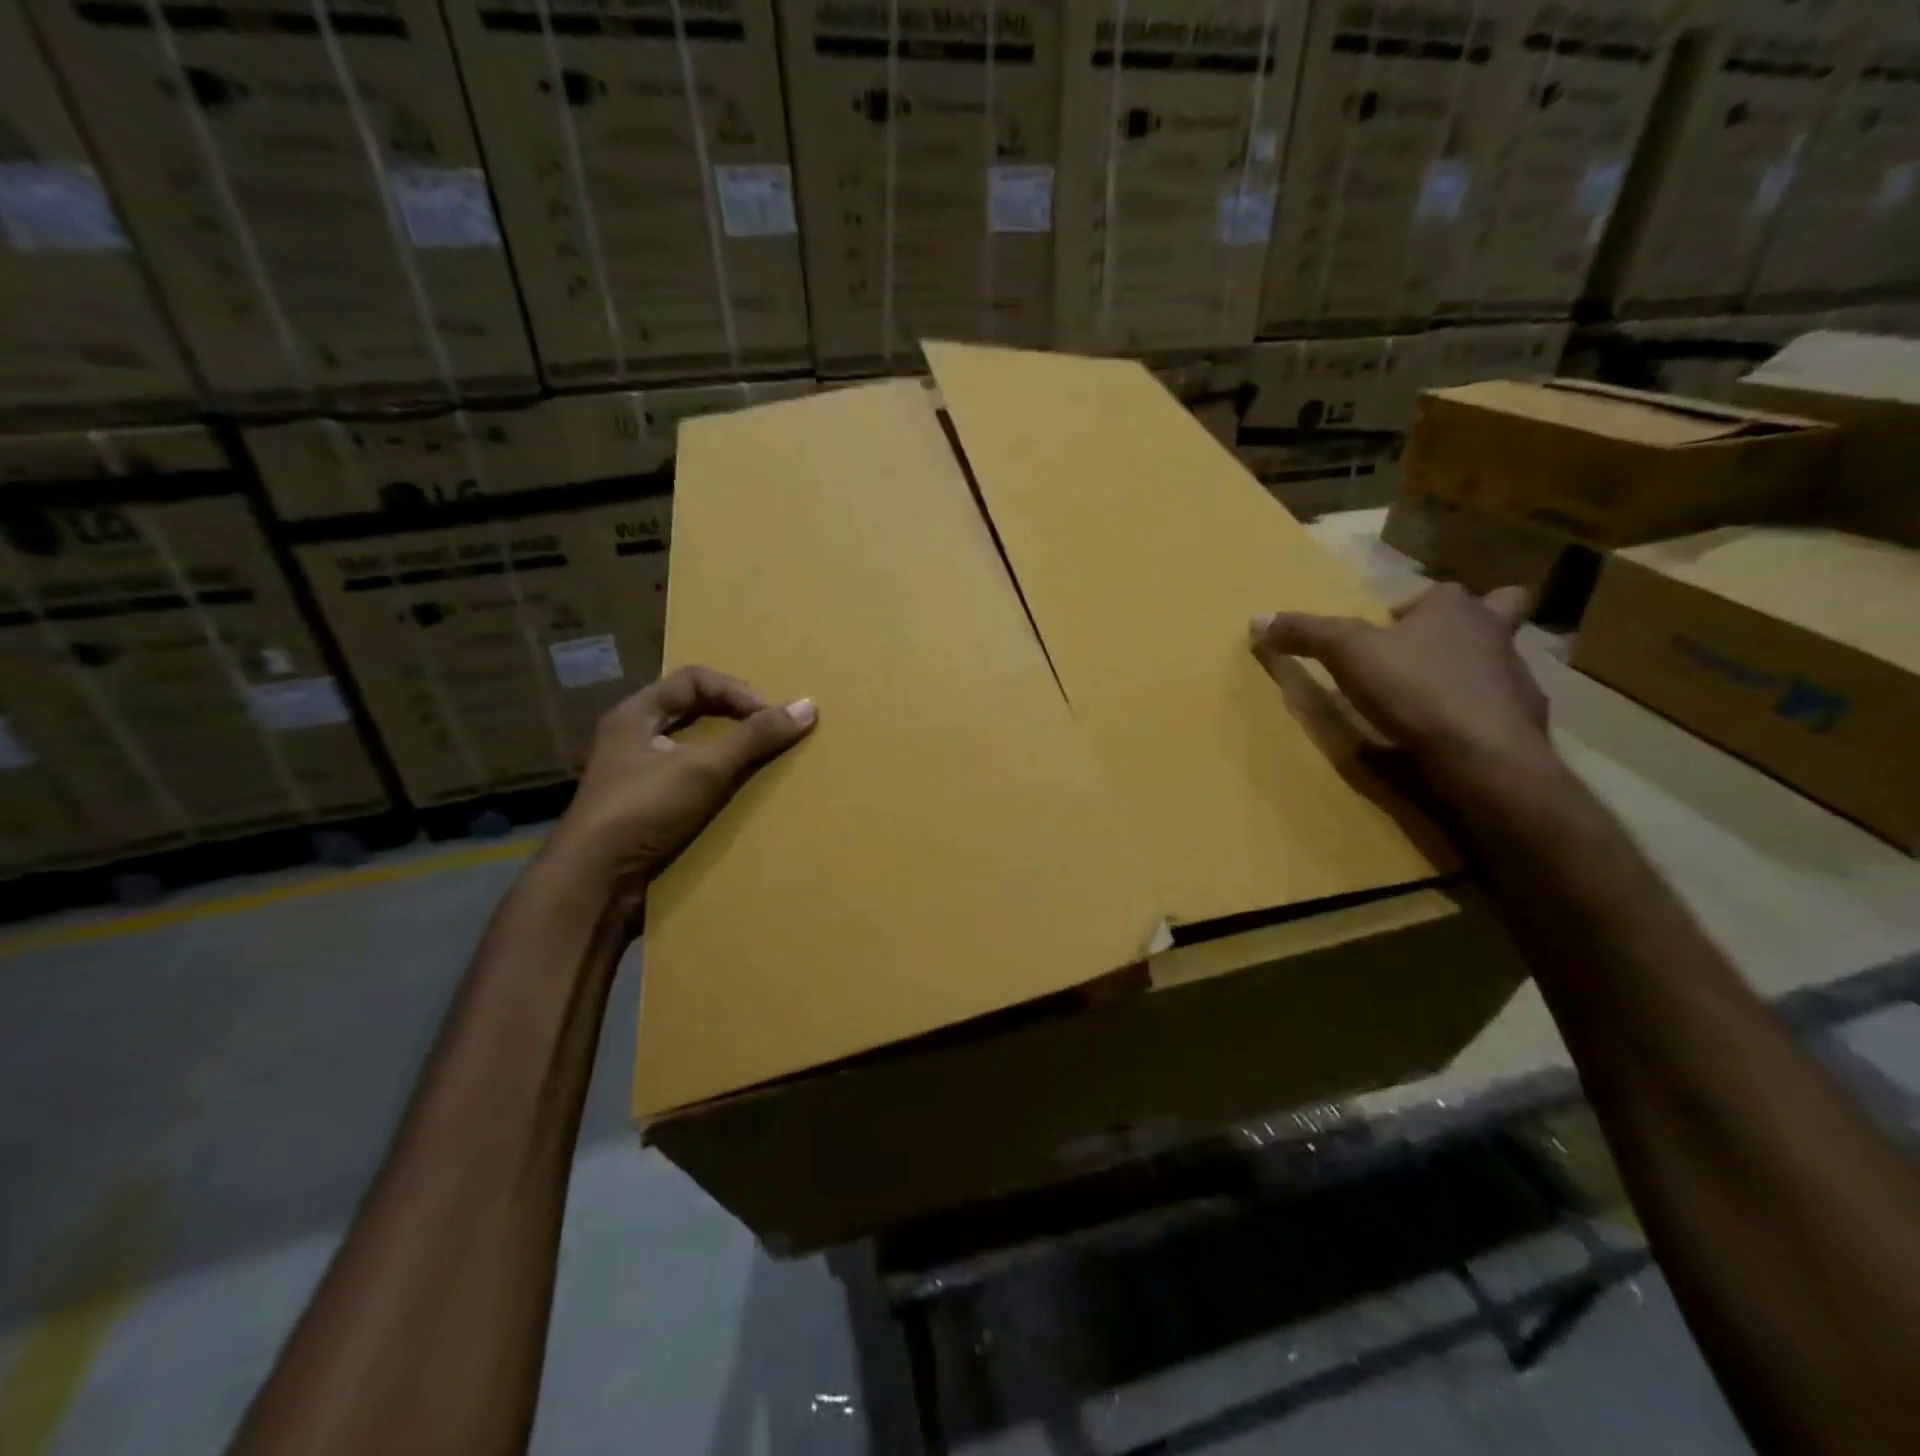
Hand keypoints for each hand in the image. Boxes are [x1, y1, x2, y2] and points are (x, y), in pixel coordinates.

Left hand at [544, 666, 815, 913]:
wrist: (592, 882)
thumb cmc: (643, 810)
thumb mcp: (703, 769)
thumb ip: (754, 737)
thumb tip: (808, 706)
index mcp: (635, 714)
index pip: (695, 680)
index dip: (736, 691)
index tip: (769, 717)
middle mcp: (632, 738)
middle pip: (693, 710)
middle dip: (734, 718)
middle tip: (768, 734)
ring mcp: (635, 775)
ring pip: (691, 747)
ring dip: (727, 752)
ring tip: (759, 763)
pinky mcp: (644, 808)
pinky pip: (688, 780)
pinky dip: (715, 781)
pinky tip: (735, 797)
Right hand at [1249, 583, 1548, 793]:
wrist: (1483, 753)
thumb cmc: (1415, 688)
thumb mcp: (1347, 654)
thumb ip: (1306, 634)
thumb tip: (1256, 619)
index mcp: (1453, 607)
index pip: (1435, 593)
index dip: (1410, 610)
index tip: (1386, 634)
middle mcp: (1494, 631)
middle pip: (1496, 610)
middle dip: (1475, 622)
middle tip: (1435, 648)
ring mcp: (1517, 674)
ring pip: (1499, 658)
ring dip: (1473, 669)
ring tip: (1435, 696)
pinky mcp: (1524, 718)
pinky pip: (1500, 705)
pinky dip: (1479, 713)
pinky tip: (1451, 732)